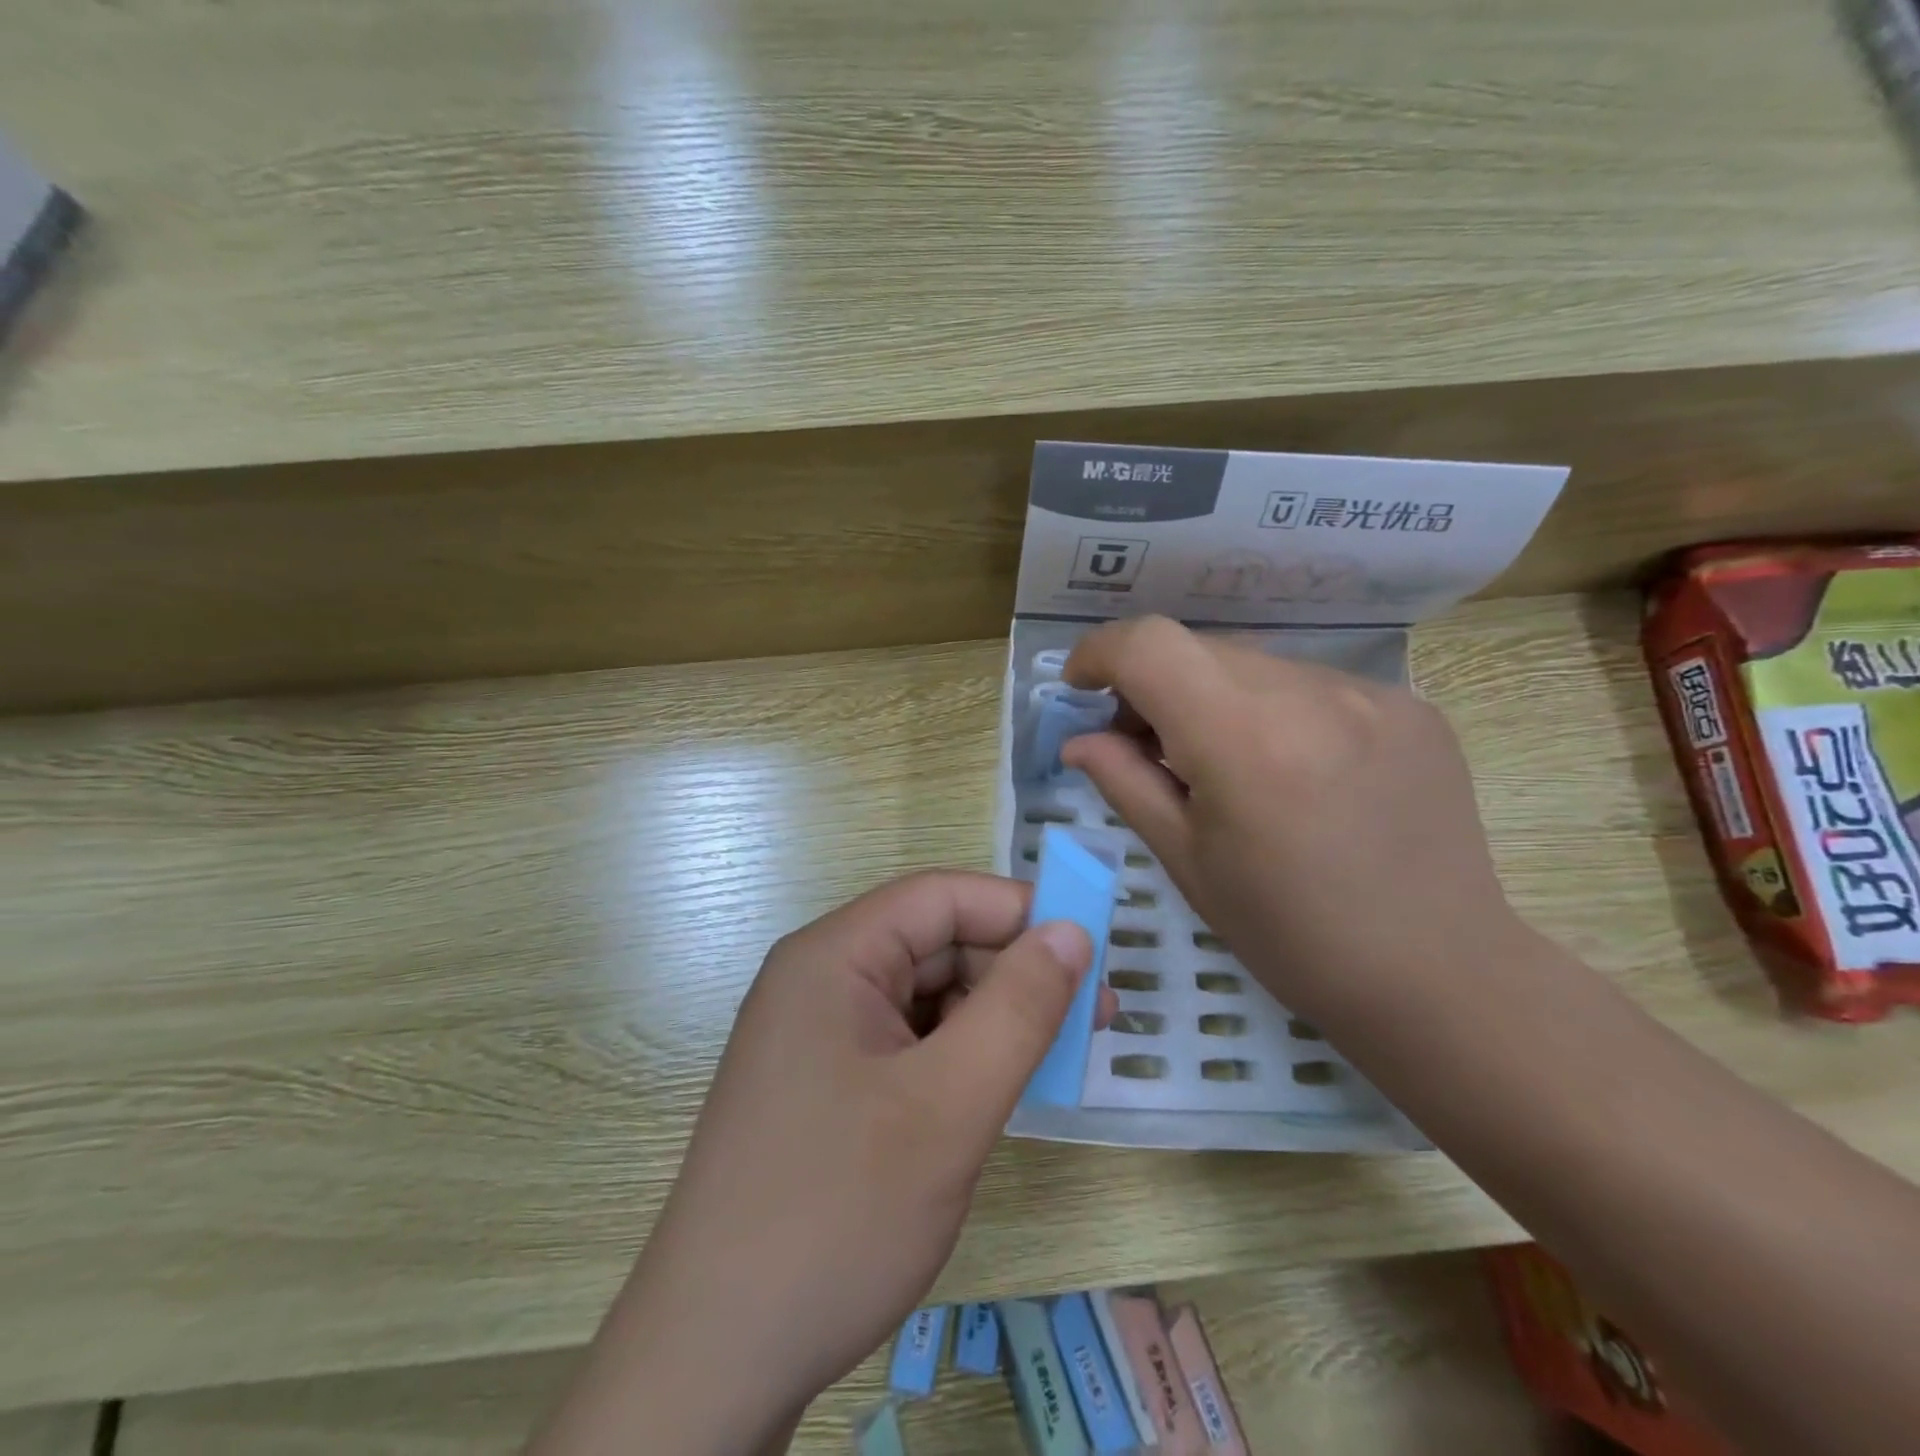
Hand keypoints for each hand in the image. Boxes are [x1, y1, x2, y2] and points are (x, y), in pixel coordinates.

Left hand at [529, 872, 1103, 1455]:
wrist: (716, 1360)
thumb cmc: (837, 1212)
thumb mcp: (948, 1105)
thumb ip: (1019, 1008)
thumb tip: (1073, 932)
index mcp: (834, 956)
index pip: (940, 898)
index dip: (1018, 911)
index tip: (1091, 952)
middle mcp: (820, 980)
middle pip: (934, 945)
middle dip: (1013, 974)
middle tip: (1092, 1022)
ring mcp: (819, 1036)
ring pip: (926, 998)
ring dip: (991, 1020)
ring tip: (1051, 1065)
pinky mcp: (825, 1086)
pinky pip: (908, 1044)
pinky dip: (959, 1058)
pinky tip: (992, 1097)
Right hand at [1060, 616, 1525, 1020]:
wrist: (1437, 976)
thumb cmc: (1289, 934)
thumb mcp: (1186, 861)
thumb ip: (1124, 782)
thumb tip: (1078, 739)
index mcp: (1244, 738)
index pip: (1150, 645)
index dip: (1100, 652)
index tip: (1081, 688)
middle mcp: (1311, 694)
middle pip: (1199, 650)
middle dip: (1153, 684)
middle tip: (1145, 744)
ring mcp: (1371, 694)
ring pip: (1256, 666)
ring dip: (1216, 698)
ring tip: (1223, 764)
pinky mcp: (1410, 706)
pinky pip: (1312, 686)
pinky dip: (1276, 712)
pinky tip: (1292, 773)